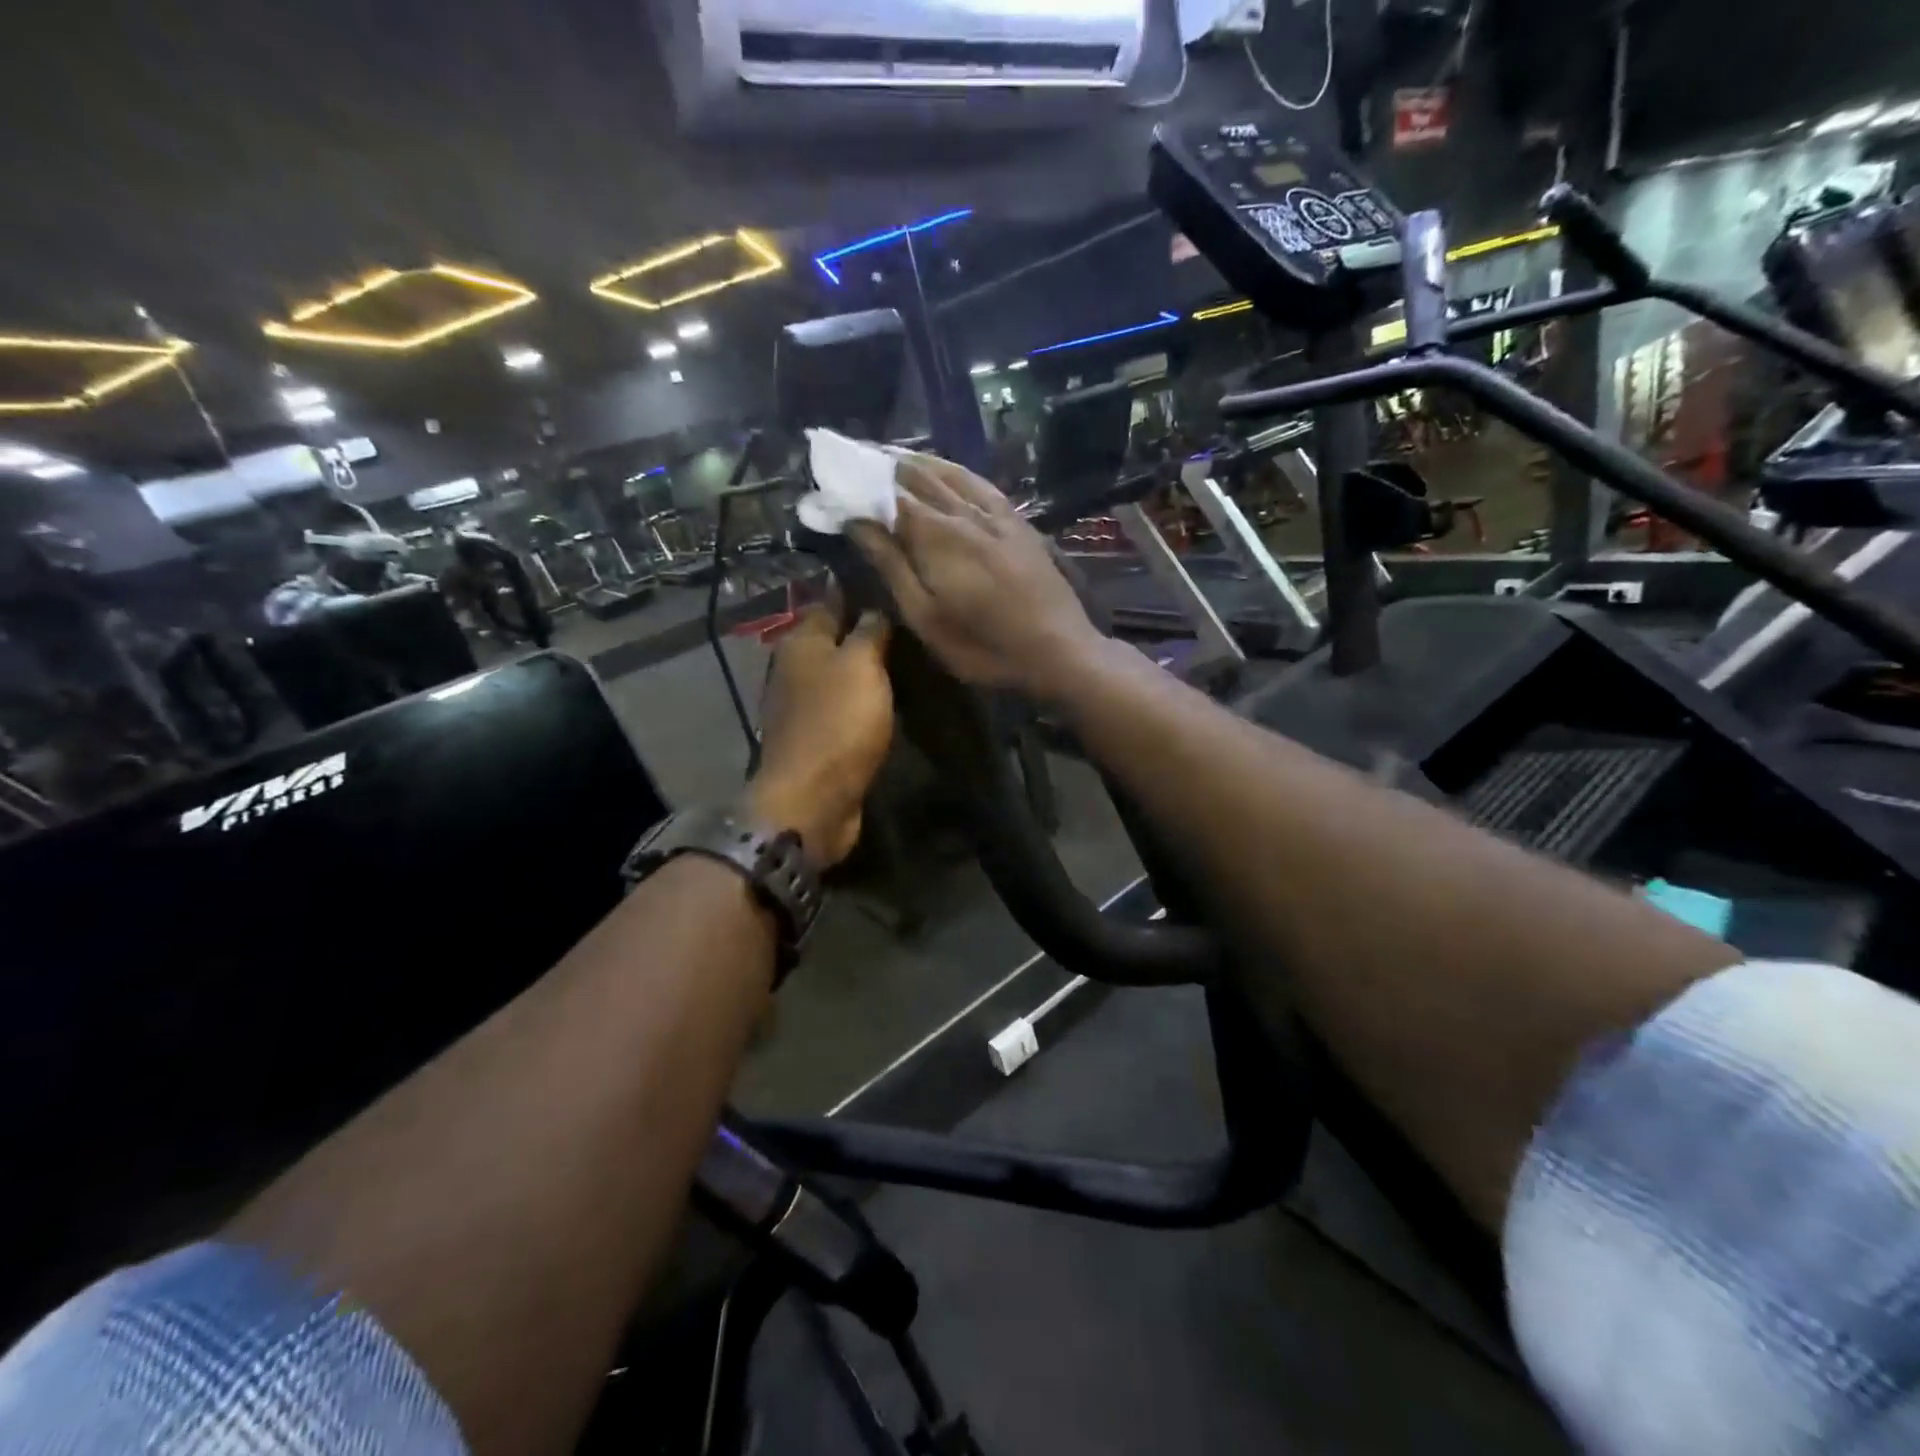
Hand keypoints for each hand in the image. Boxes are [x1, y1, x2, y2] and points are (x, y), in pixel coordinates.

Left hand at [748, 605, 893, 866]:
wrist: (812, 799)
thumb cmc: (838, 722)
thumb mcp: (861, 665)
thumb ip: (869, 631)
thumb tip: (873, 608)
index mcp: (800, 642)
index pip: (829, 601)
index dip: (857, 592)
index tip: (891, 587)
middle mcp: (794, 668)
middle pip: (832, 640)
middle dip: (863, 631)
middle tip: (907, 625)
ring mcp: (801, 706)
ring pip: (837, 675)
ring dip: (862, 670)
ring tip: (904, 660)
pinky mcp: (814, 739)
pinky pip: (841, 708)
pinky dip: (860, 702)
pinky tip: (886, 700)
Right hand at [849, 454, 1103, 697]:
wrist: (1058, 649)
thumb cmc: (983, 645)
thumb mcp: (926, 617)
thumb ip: (892, 565)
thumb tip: (857, 521)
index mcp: (936, 535)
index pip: (888, 495)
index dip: (859, 482)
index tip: (833, 476)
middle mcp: (964, 512)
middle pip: (917, 476)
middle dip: (881, 465)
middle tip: (853, 457)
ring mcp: (995, 514)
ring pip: (949, 473)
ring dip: (916, 461)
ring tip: (888, 454)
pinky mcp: (1017, 522)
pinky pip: (980, 483)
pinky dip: (956, 470)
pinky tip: (947, 468)